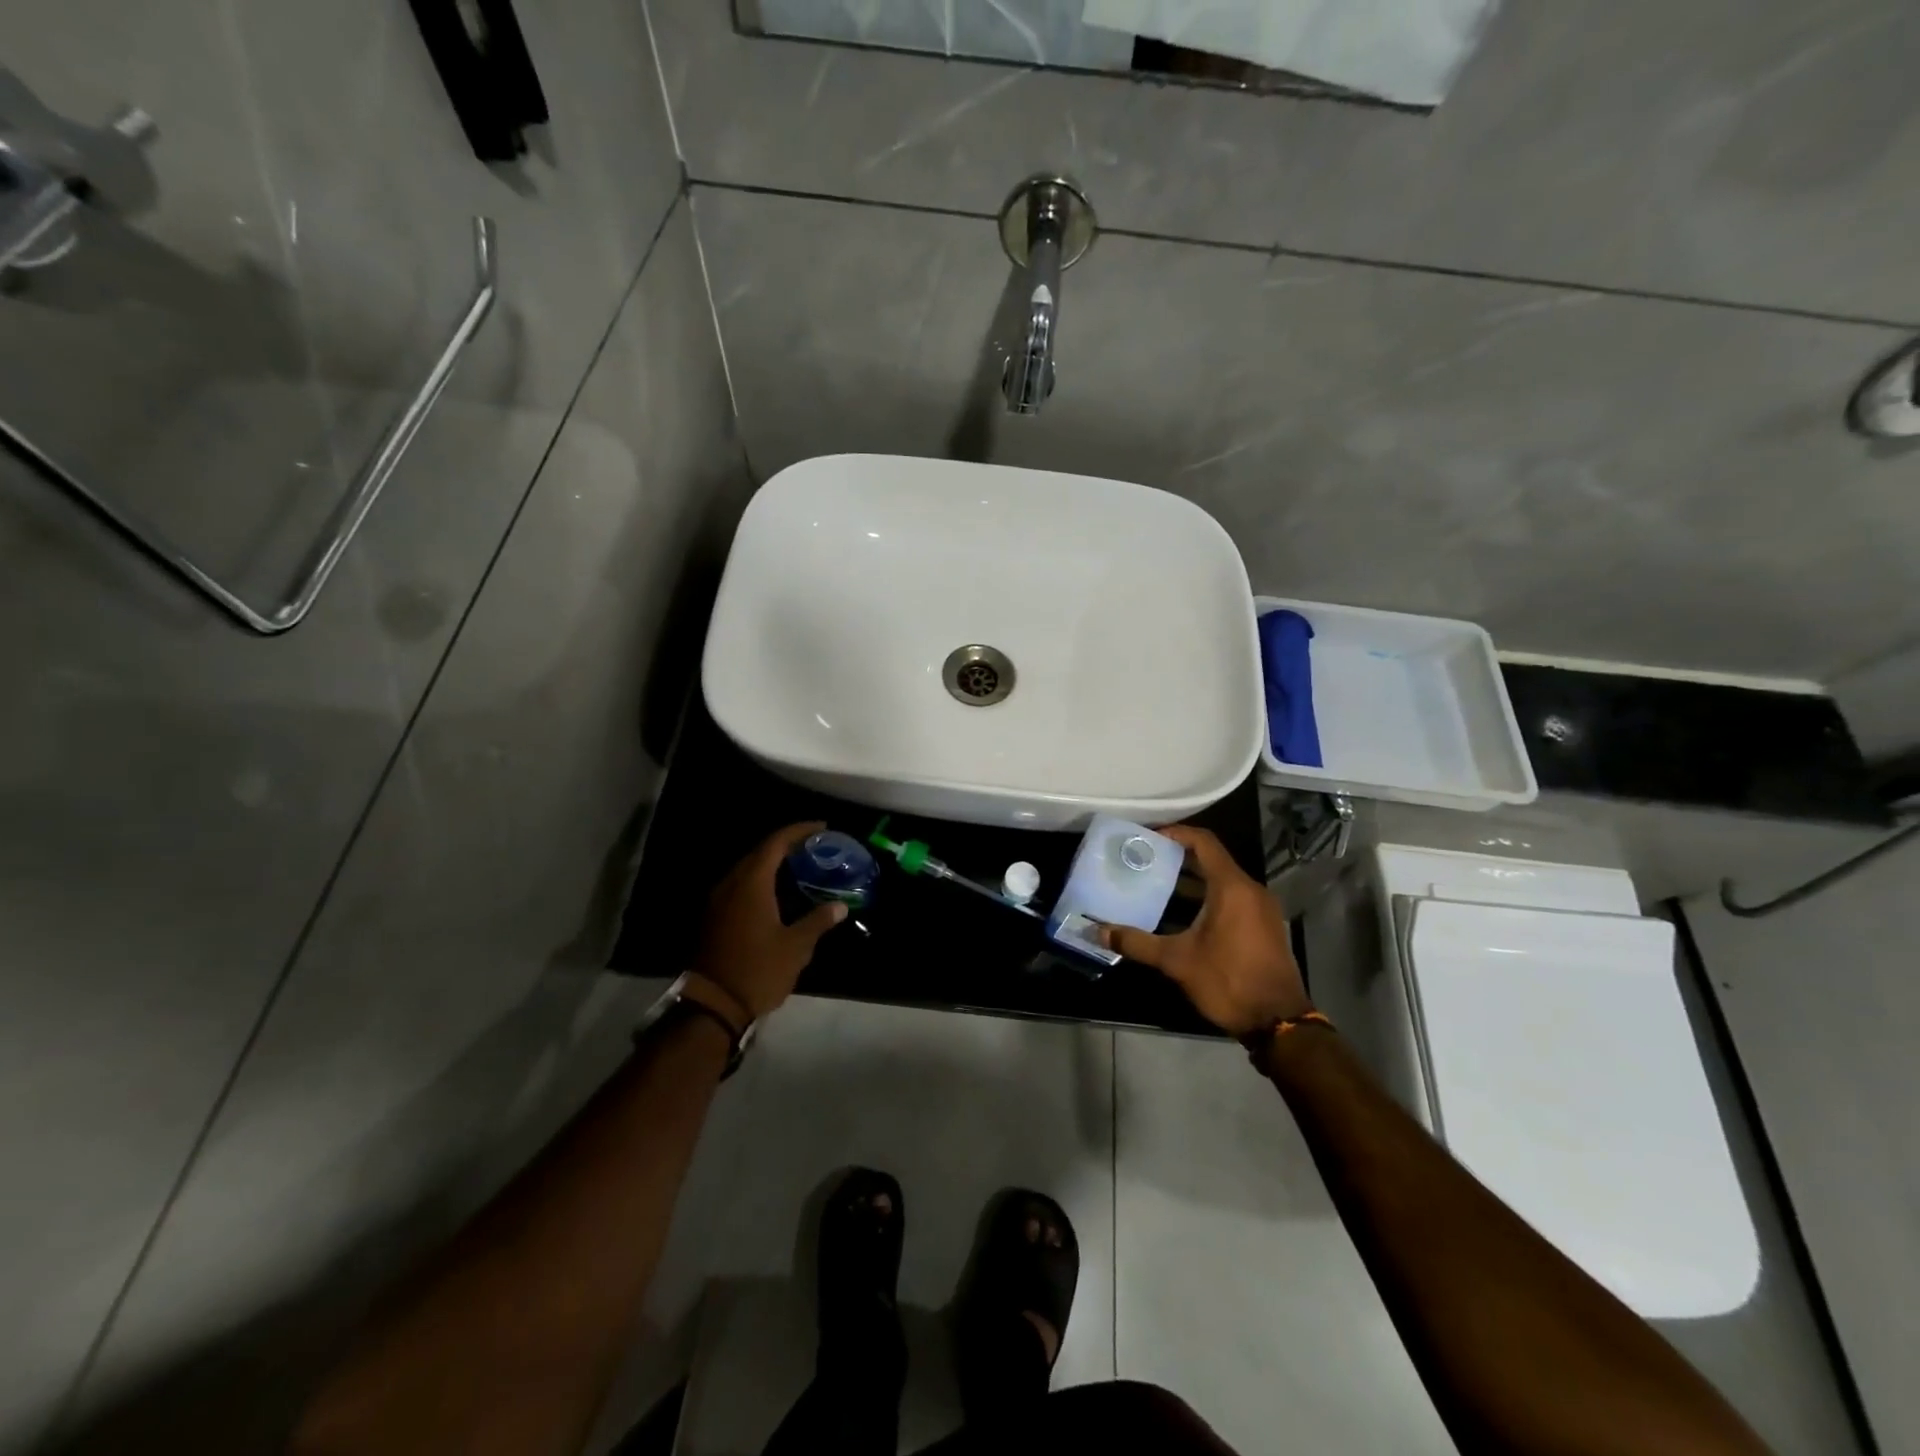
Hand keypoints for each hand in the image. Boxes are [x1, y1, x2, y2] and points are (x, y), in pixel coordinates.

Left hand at [693, 823, 846, 1020]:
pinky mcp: (714, 916)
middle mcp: (731, 884)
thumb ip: (818, 921)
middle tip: (815, 847)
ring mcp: (718, 900)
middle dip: (787, 844)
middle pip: (760, 852)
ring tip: (800, 866)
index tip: (822, 828)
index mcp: (752, 884)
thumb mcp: (795, 947)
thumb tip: (840, 906)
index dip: (799, 831)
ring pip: (748, 869)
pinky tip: (778, 892)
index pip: (776, 843)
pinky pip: (740, 885)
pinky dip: (761, 880)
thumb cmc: (757, 970)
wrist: (713, 1005)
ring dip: (772, 863)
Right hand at [1099, 825, 1310, 1036]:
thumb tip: (1096, 932)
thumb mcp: (1177, 961)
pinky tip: (1182, 914)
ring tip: (1156, 884)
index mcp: (1232, 888)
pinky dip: (1207, 897)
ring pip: (1222, 881)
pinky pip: (1232, 898)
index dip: (1176, 833)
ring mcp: (1261, 909)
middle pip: (1212, 860)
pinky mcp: (1264, 926)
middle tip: (1144, 860)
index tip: (1148, 837)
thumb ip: (1137, 942)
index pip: (1204, 842)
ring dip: (1192, 880)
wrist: (1278, 1022)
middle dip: (1178, 858)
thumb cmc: (1228, 981)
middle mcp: (1250, 890)